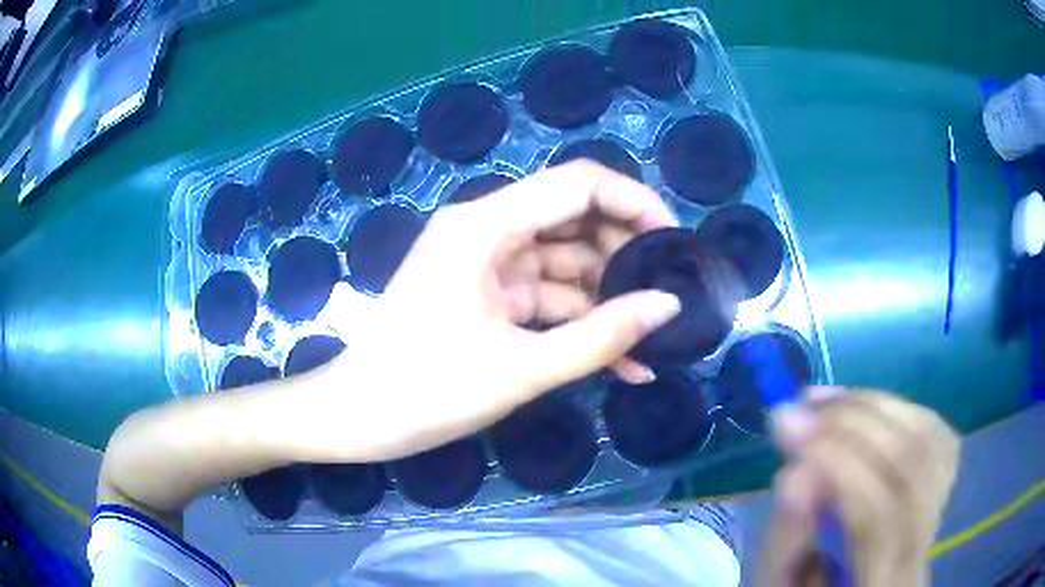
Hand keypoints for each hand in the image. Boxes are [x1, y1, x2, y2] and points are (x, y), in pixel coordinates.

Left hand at [294, 161, 679, 462]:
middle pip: (575, 219)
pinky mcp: (488, 296)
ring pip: (565, 263)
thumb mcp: (521, 368)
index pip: (578, 184)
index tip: (675, 241)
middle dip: (626, 255)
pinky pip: (546, 298)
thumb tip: (668, 306)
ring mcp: (487, 264)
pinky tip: (623, 361)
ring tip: (653, 336)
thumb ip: (601, 337)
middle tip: (668, 295)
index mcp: (486, 224)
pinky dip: (580, 323)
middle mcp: (487, 229)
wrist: (357, 418)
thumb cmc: (425, 391)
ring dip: (608, 298)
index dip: (634, 201)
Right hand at [763, 388, 959, 586]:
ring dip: (872, 406)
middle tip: (801, 406)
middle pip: (908, 461)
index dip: (838, 462)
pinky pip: (933, 427)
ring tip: (825, 402)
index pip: (877, 513)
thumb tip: (797, 472)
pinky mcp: (944, 481)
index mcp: (883, 582)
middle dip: (852, 421)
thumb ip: (789, 536)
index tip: (789, 429)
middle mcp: (923, 543)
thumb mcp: (784, 582)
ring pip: (925, 434)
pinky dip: (896, 408)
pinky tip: (863, 409)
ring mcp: (941, 508)